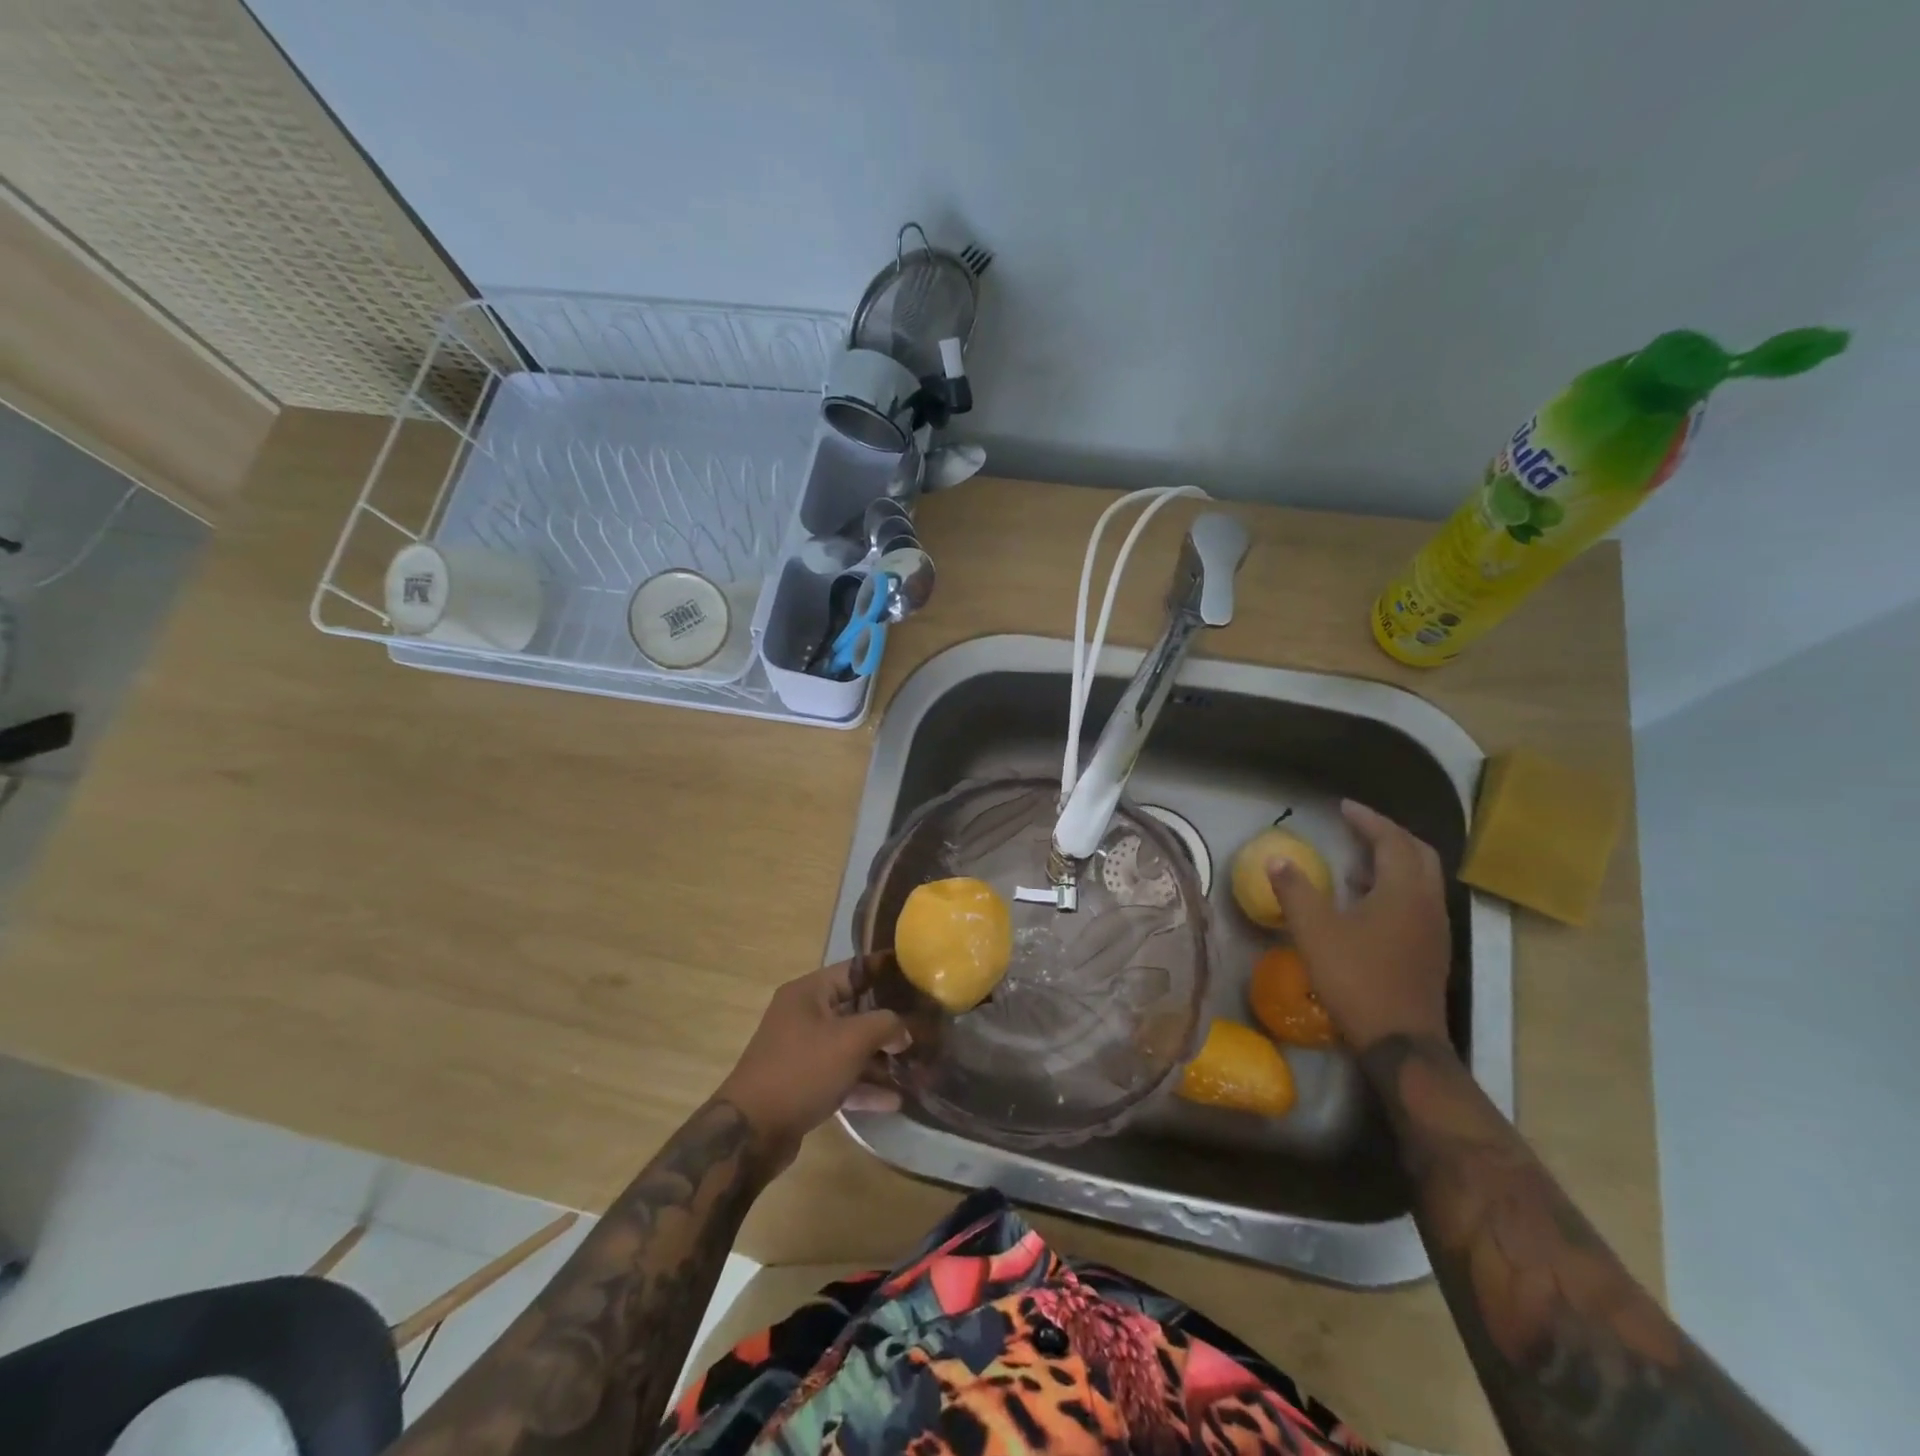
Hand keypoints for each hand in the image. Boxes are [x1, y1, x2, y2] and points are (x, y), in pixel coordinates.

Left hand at [716, 960, 907, 1164]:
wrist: (752, 1131)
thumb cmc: (802, 1070)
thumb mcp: (851, 1040)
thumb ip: (885, 1025)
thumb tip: (904, 1031)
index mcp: (809, 992)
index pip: (854, 969)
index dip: (885, 969)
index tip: (916, 971)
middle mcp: (804, 1015)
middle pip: (854, 1009)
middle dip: (888, 1019)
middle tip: (924, 1022)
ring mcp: (802, 1051)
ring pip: (849, 1046)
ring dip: (879, 1056)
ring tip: (915, 1065)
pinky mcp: (803, 1084)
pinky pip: (841, 1076)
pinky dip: (864, 1085)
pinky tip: (894, 1099)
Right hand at [1267, 800, 1451, 1053]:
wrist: (1400, 1041)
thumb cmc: (1356, 979)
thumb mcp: (1315, 931)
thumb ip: (1295, 891)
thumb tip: (1277, 859)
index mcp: (1403, 891)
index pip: (1391, 840)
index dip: (1367, 820)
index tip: (1343, 807)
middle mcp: (1427, 903)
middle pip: (1417, 853)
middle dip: (1388, 835)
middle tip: (1356, 828)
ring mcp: (1434, 928)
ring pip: (1421, 878)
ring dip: (1393, 862)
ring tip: (1355, 863)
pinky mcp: (1431, 949)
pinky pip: (1418, 900)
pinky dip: (1395, 887)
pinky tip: (1365, 904)